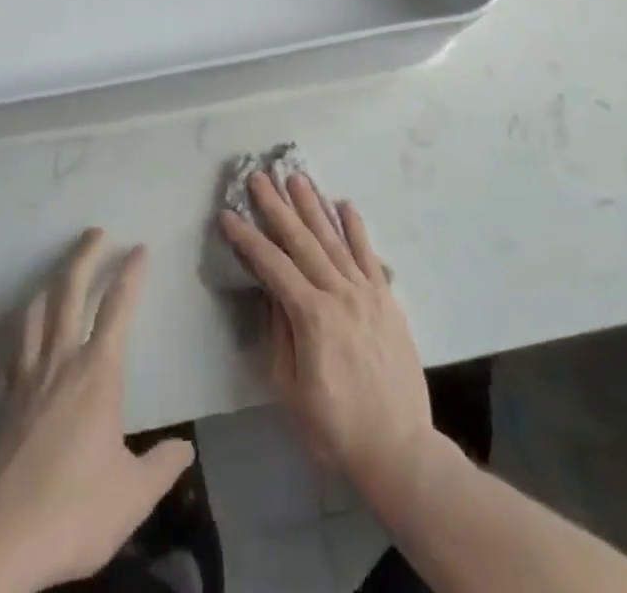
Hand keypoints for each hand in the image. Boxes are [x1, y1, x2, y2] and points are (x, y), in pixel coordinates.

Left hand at [0, 230, 192, 592]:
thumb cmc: (73, 510)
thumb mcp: (133, 495)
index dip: (131, 273)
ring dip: (48, 286)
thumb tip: (185, 448)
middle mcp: (60, 362)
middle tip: (95, 231)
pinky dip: (18, 336)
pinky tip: (20, 339)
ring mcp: (24, 380)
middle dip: (84, 256)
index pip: (118, 307)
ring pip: (34, 315)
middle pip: (69, 292)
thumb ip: (162, 466)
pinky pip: (9, 354)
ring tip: (56, 274)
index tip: (139, 247)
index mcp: (97, 372)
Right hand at [219, 174, 433, 503]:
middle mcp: (339, 293)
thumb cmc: (335, 429)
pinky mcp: (387, 299)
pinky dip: (356, 228)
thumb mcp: (290, 391)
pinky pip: (369, 254)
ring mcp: (366, 292)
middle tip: (260, 176)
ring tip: (297, 177)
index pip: (272, 266)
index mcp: (312, 316)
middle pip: (302, 241)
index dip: (247, 239)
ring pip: (334, 239)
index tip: (227, 215)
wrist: (399, 449)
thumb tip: (270, 292)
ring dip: (313, 206)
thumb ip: (279, 335)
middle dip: (277, 206)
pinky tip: (344, 205)